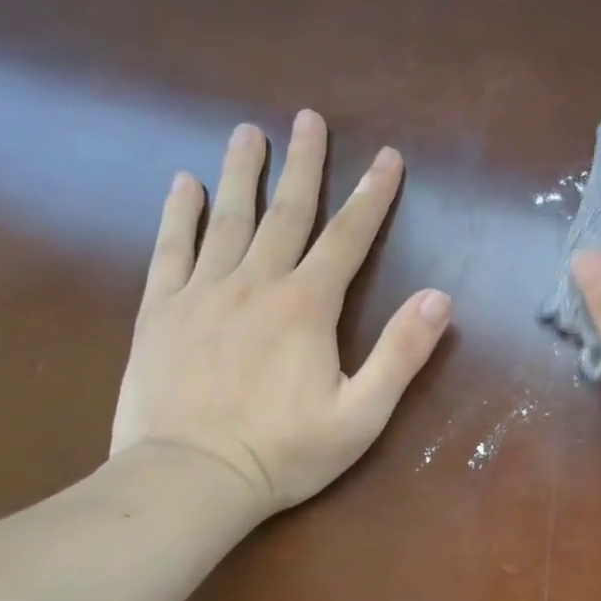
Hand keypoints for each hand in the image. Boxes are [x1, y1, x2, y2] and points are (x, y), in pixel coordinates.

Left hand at [110, 112, 449, 516]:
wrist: (187, 482)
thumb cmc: (284, 452)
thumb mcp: (362, 414)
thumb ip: (402, 353)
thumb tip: (440, 298)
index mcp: (307, 306)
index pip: (348, 236)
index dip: (372, 195)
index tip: (387, 156)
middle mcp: (256, 284)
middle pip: (286, 212)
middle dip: (304, 164)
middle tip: (308, 119)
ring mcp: (202, 293)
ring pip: (228, 219)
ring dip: (241, 173)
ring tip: (247, 132)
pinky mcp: (160, 312)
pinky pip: (170, 250)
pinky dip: (179, 214)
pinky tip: (184, 184)